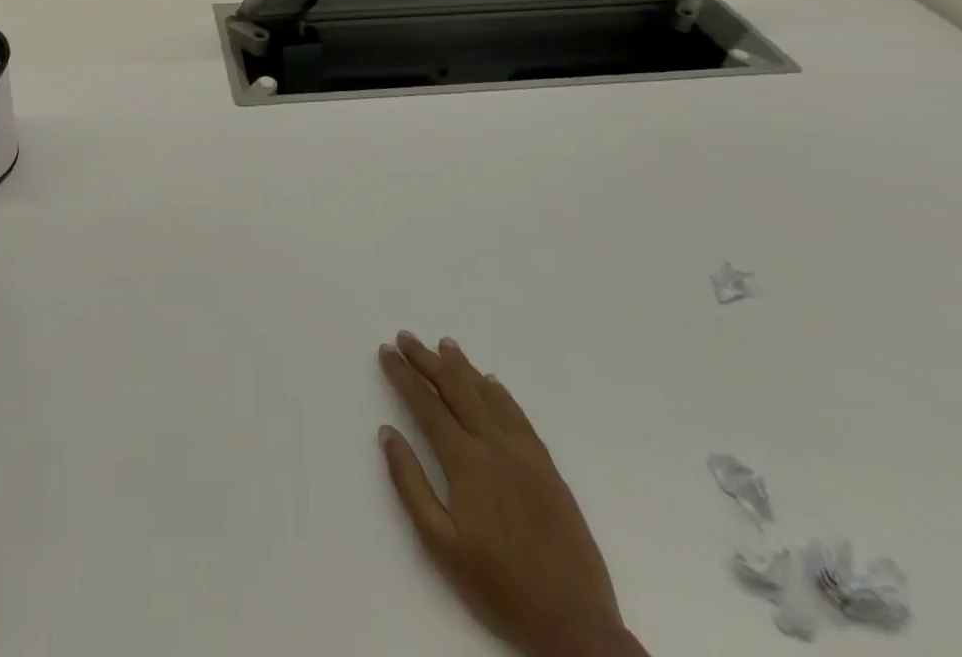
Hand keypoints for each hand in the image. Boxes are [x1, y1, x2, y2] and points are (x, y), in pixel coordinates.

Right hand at [377, 332, 638, 656]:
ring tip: (445, 345)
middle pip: (455, 389)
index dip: (404, 376)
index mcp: (466, 461)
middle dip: (427, 360)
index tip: (386, 352)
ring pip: (487, 394)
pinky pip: (518, 415)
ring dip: (462, 367)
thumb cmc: (499, 587)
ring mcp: (524, 453)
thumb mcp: (441, 545)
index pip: (427, 405)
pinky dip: (500, 393)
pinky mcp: (547, 467)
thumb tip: (388, 433)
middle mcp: (494, 445)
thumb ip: (411, 484)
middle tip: (406, 337)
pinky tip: (492, 382)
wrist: (575, 625)